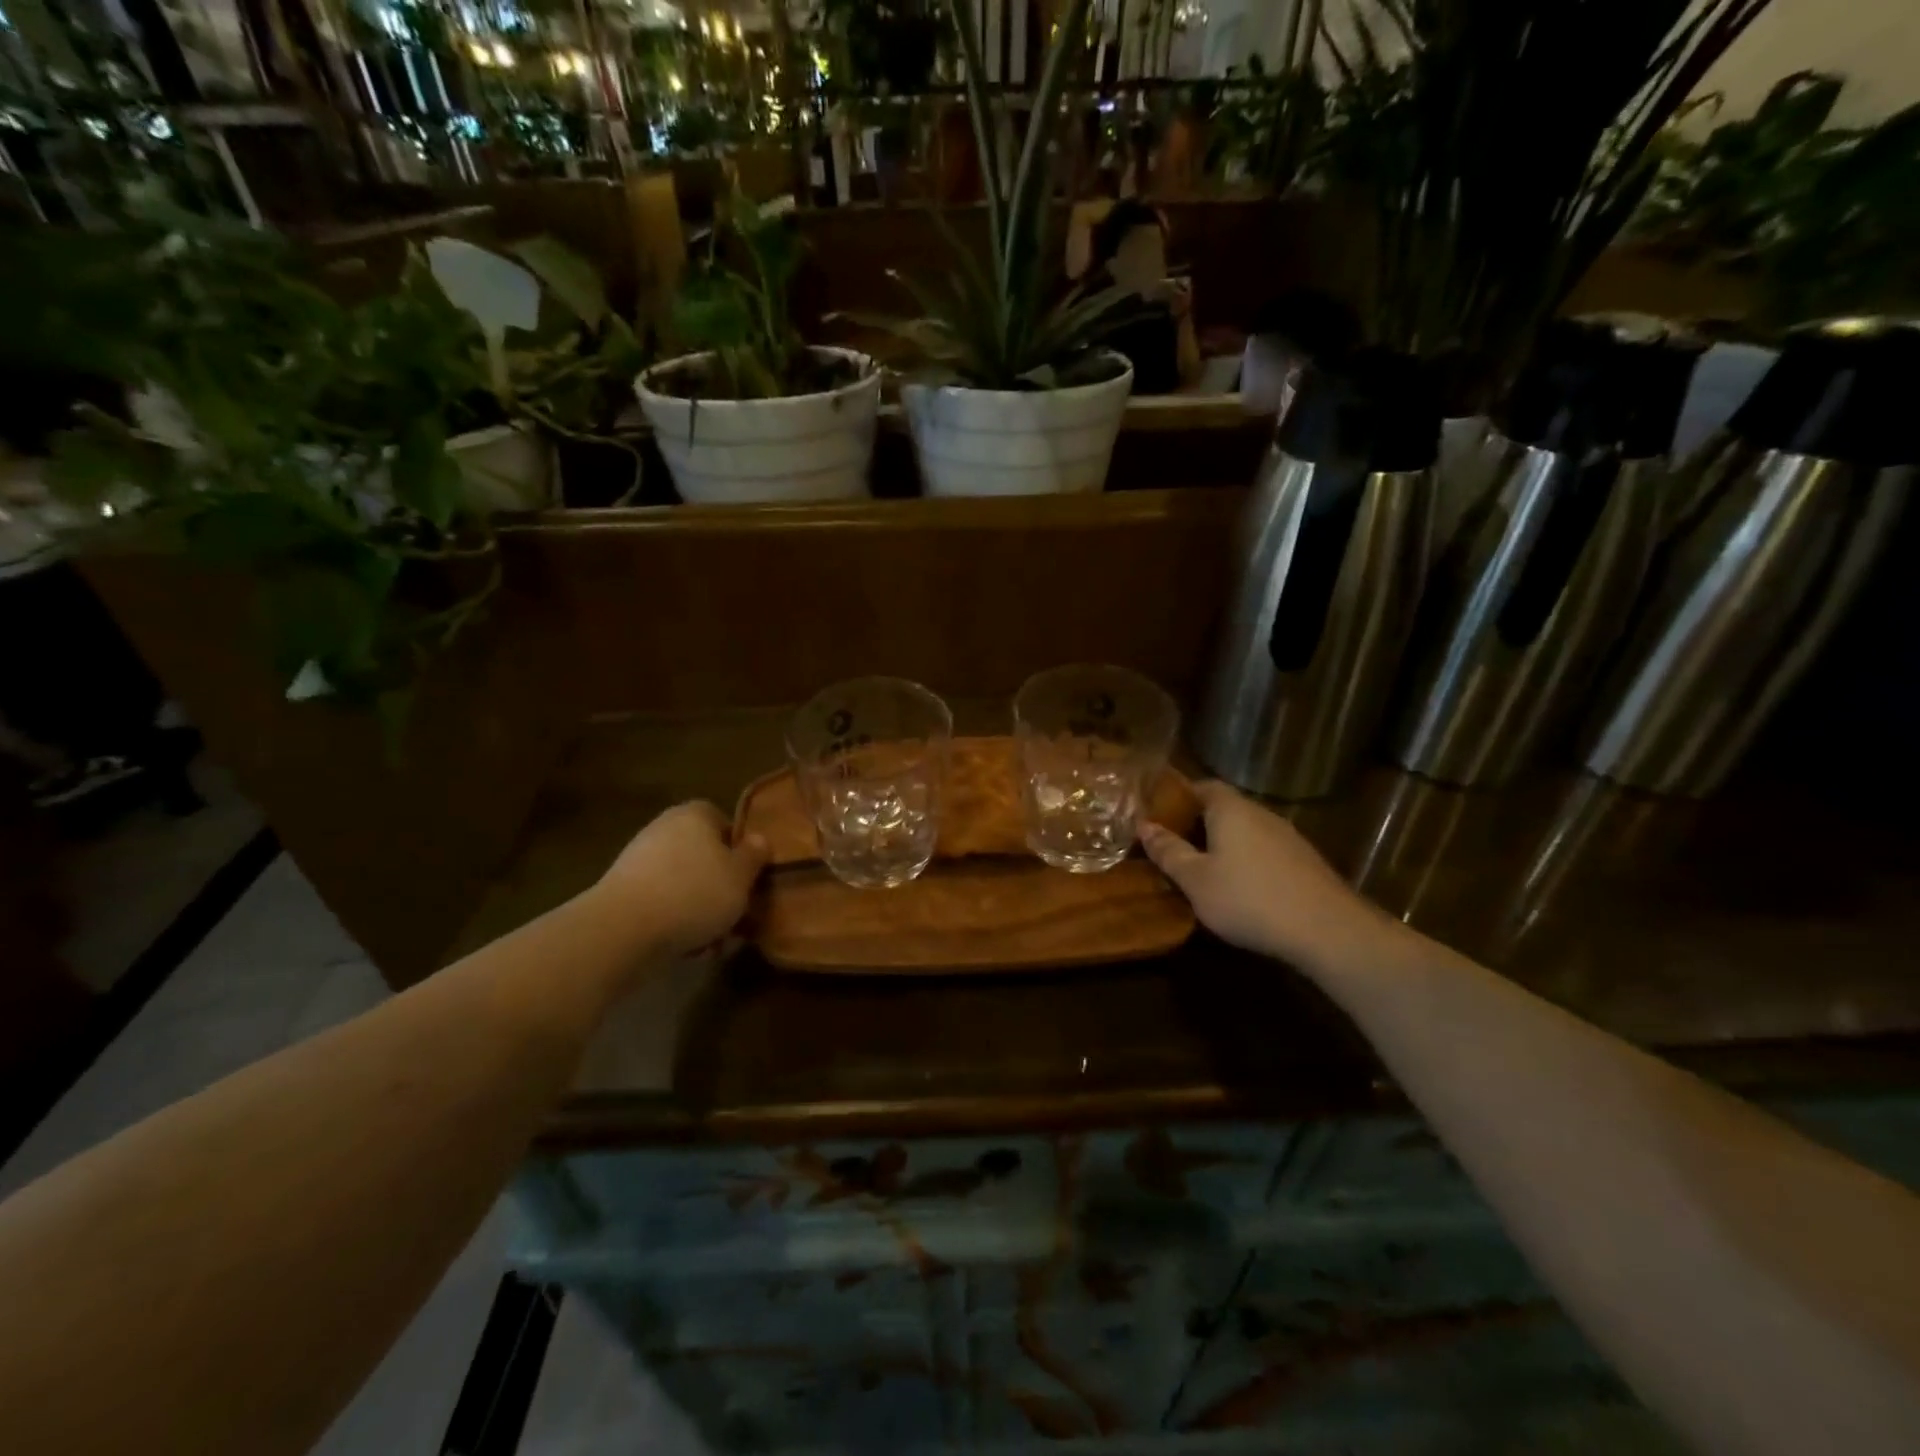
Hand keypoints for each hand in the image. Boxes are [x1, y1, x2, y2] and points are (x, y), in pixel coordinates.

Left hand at [596, 802, 767, 959]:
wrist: (624, 929)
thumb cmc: (694, 893)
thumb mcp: (741, 876)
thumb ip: (755, 855)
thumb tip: (759, 839)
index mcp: (695, 815)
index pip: (724, 822)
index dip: (741, 850)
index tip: (750, 878)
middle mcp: (665, 829)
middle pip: (704, 856)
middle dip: (721, 886)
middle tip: (738, 914)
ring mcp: (640, 860)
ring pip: (685, 883)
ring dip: (701, 909)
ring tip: (715, 941)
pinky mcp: (623, 892)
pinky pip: (662, 903)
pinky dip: (676, 921)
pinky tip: (688, 948)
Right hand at [1139, 781, 1391, 970]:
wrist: (1327, 930)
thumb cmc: (1249, 899)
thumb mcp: (1196, 880)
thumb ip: (1169, 852)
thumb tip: (1144, 826)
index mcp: (1231, 809)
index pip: (1202, 786)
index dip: (1179, 796)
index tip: (1158, 814)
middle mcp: (1261, 813)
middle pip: (1224, 807)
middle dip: (1198, 822)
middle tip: (1173, 844)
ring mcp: (1287, 837)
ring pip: (1246, 830)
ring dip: (1224, 843)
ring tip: (1202, 868)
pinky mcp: (1304, 861)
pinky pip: (1264, 850)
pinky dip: (1247, 859)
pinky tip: (1240, 886)